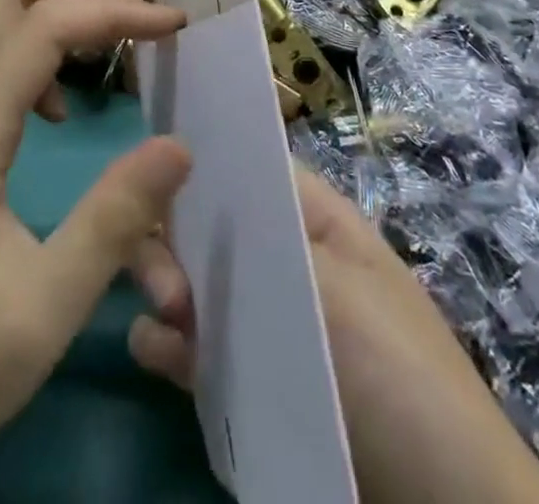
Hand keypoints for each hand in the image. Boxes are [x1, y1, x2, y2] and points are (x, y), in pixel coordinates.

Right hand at [129, 169, 538, 503]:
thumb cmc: (394, 374)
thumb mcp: (334, 289)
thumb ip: (255, 242)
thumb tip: (185, 198)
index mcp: (312, 219)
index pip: (247, 166)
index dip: (198, 159)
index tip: (145, 169)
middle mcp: (281, 258)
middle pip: (209, 222)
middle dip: (176, 237)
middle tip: (167, 284)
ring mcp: (262, 320)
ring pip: (192, 280)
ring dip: (165, 287)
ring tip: (167, 319)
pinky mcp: (247, 380)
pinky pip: (191, 344)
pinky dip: (166, 342)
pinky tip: (156, 352)